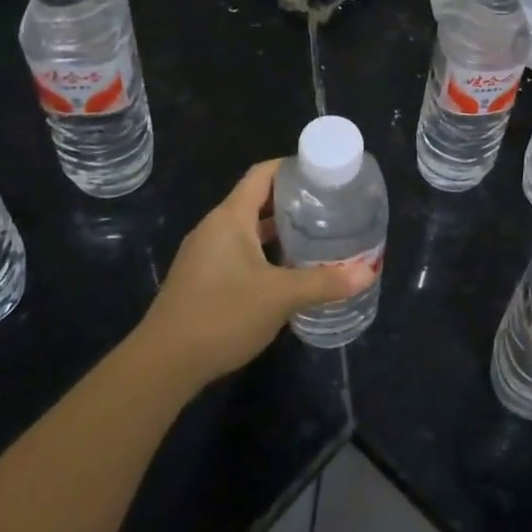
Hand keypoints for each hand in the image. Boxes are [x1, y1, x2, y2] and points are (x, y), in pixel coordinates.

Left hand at [138, 160, 377, 387]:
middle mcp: (215, 228)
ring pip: (248, 228)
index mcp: (230, 218)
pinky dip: (264, 251)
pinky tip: (287, 271)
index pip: (262, 174)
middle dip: (292, 201)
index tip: (323, 173)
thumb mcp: (280, 297)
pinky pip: (238, 251)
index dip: (291, 167)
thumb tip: (368, 272)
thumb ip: (324, 282)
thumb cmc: (222, 315)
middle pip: (256, 200)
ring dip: (279, 230)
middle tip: (329, 206)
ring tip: (315, 236)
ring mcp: (205, 254)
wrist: (163, 364)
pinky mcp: (202, 278)